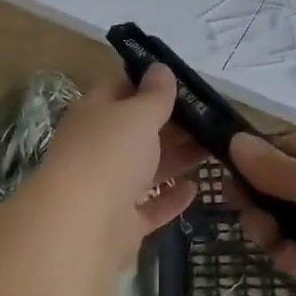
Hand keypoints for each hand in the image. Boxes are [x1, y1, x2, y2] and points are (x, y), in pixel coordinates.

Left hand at [34, 66, 203, 254]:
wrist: (81, 228)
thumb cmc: (110, 155)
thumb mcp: (137, 115)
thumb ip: (154, 95)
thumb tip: (160, 68)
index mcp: (94, 114)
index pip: (120, 88)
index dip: (150, 82)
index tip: (185, 82)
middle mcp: (97, 147)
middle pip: (136, 130)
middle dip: (172, 123)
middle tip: (211, 118)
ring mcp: (107, 188)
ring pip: (146, 168)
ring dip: (176, 158)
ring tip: (214, 148)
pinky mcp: (120, 224)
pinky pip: (149, 207)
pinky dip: (170, 198)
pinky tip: (194, 189)